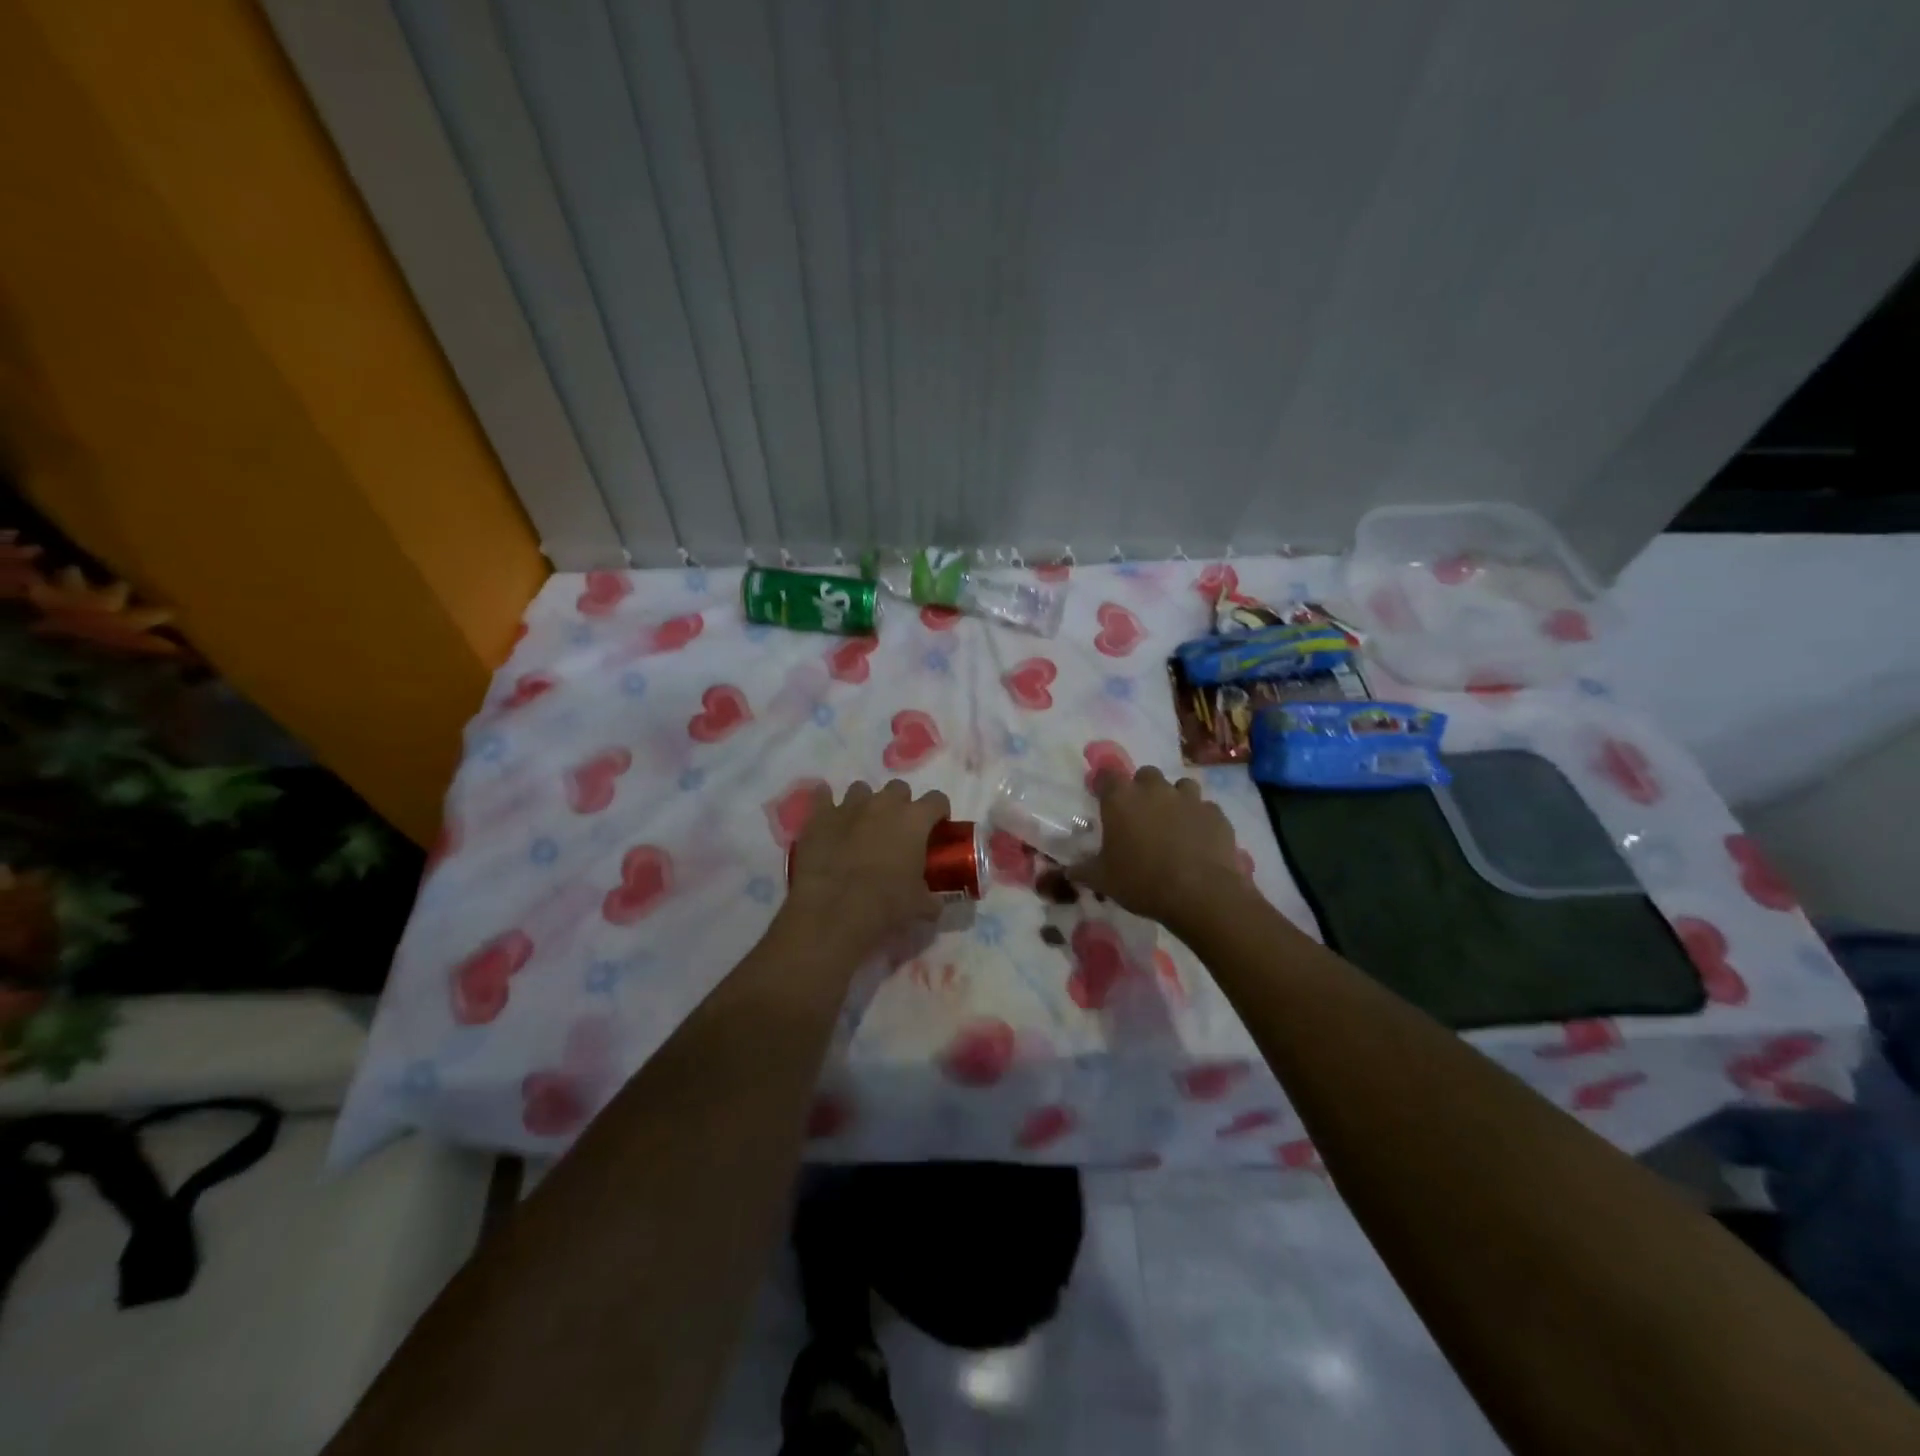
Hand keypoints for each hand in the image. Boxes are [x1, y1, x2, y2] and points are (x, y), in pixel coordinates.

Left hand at [782, 780, 951, 955]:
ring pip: (862, 789)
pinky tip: (828, 814)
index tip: (936, 827)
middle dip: (900, 804)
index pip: (937, 800)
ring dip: (866, 803)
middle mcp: (884, 804)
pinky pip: (822, 796)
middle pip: (898, 789)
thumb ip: (930, 898)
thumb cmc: (886, 905)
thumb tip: (933, 903)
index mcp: (914, 820)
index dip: (938, 812)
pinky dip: (826, 801)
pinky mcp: (819, 816)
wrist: (834, 910)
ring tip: (862, 826)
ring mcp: (849, 806)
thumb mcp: (919, 906)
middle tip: (897, 830)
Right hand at [1070, 766, 1248, 929]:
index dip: (1104, 784)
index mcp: (1121, 799)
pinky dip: (1199, 818)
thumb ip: (1083, 870)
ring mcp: (1189, 798)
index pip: (1107, 775)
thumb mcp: (1103, 880)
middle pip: (1145, 774)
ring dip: (1174, 798)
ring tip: (1173, 823)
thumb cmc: (1142, 882)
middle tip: (1140, 815)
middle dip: (1142, 789)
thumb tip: (1068, 871)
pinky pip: (1205, 808)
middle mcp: (1154, 789)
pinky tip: (1198, 838)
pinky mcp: (1215, 813)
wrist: (1200, 894)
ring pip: (1180, 786)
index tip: (1103, 798)